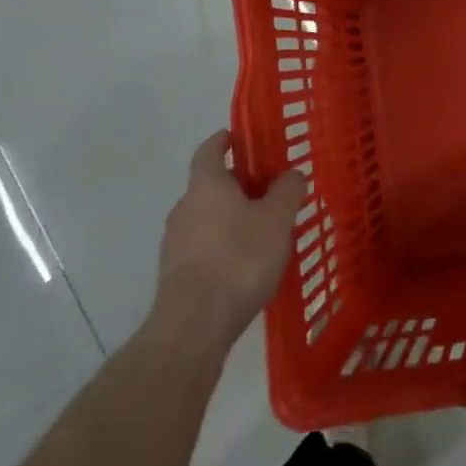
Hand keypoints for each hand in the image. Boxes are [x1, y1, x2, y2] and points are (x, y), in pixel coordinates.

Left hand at [148, 131, 307, 354]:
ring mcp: (174, 243)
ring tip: (261, 232)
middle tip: (268, 191)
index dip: (224, 140)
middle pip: (211, 185)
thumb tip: (291, 174)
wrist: (193, 327)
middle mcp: (184, 207)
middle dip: (237, 185)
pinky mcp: (174, 274)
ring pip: (206, 217)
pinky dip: (221, 245)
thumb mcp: (277, 220)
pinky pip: (202, 247)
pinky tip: (244, 265)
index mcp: (207, 185)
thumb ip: (287, 190)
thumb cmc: (239, 260)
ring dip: (230, 218)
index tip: (240, 138)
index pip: (209, 150)